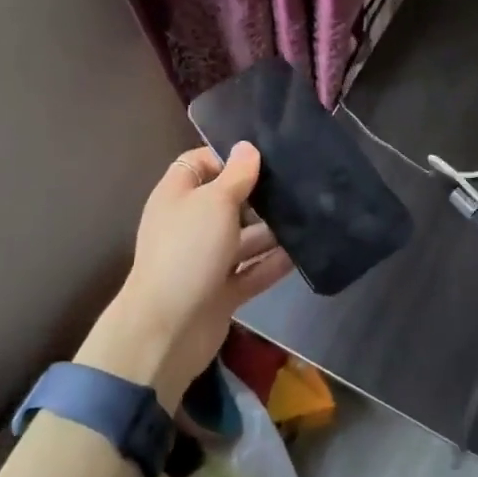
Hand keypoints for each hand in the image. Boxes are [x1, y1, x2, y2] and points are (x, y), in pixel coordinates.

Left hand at [78, 144, 291, 409]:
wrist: (168, 329)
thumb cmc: (188, 251)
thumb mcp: (215, 202)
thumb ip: (236, 175)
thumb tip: (247, 146)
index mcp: (177, 196)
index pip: (200, 164)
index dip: (228, 158)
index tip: (264, 159)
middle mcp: (190, 224)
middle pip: (226, 201)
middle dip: (259, 195)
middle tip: (297, 186)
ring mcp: (205, 260)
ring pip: (243, 238)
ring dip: (272, 231)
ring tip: (309, 217)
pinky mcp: (222, 291)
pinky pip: (252, 271)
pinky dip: (273, 264)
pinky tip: (303, 253)